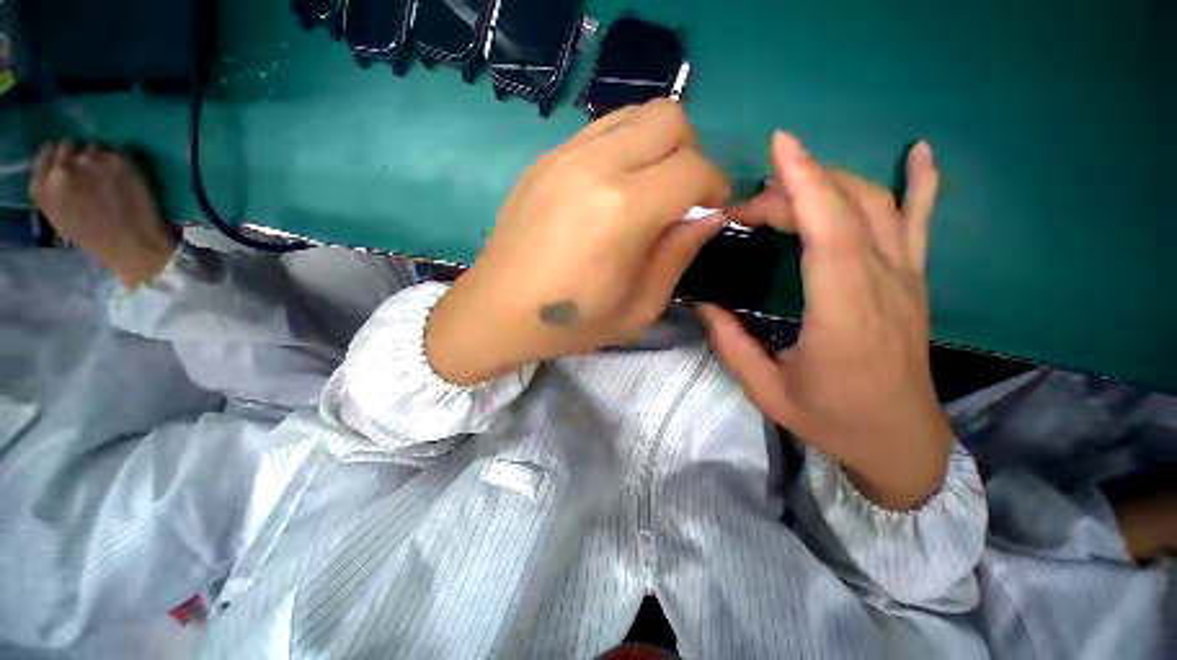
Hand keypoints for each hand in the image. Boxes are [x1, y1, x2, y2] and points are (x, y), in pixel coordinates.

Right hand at [30, 139, 175, 288]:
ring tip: (107, 176)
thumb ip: (52, 187)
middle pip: (68, 144)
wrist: (130, 243)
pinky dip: (116, 160)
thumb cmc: (94, 236)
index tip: (69, 160)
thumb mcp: (58, 214)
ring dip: (98, 157)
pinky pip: (114, 150)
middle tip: (90, 168)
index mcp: (43, 185)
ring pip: (92, 146)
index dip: (60, 155)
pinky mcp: (116, 160)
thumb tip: (56, 166)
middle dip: (78, 153)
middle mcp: (62, 168)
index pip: (47, 152)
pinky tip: (122, 176)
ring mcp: (90, 161)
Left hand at [427, 100, 729, 384]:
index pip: (695, 168)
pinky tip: (611, 190)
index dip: (717, 187)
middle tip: (681, 196)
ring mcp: (563, 156)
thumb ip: (678, 255)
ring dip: (656, 145)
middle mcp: (595, 166)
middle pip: (669, 118)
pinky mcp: (543, 159)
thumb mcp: (639, 308)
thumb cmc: (570, 323)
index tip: (712, 211)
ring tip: (648, 190)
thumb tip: (707, 217)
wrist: (498, 313)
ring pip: (634, 114)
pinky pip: (600, 131)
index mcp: (623, 211)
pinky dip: (623, 149)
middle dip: (691, 153)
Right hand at [698, 133, 948, 509]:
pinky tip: (918, 152)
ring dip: (831, 181)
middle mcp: (884, 287)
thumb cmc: (831, 420)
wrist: (899, 441)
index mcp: (844, 317)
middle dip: (792, 192)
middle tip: (745, 210)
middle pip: (845, 212)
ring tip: (790, 181)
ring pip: (879, 206)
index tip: (778, 148)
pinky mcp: (913, 281)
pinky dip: (921, 183)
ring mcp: (906, 280)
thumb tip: (704, 303)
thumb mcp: (766, 390)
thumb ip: (731, 343)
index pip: (831, 234)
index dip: (805, 185)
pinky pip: (922, 222)